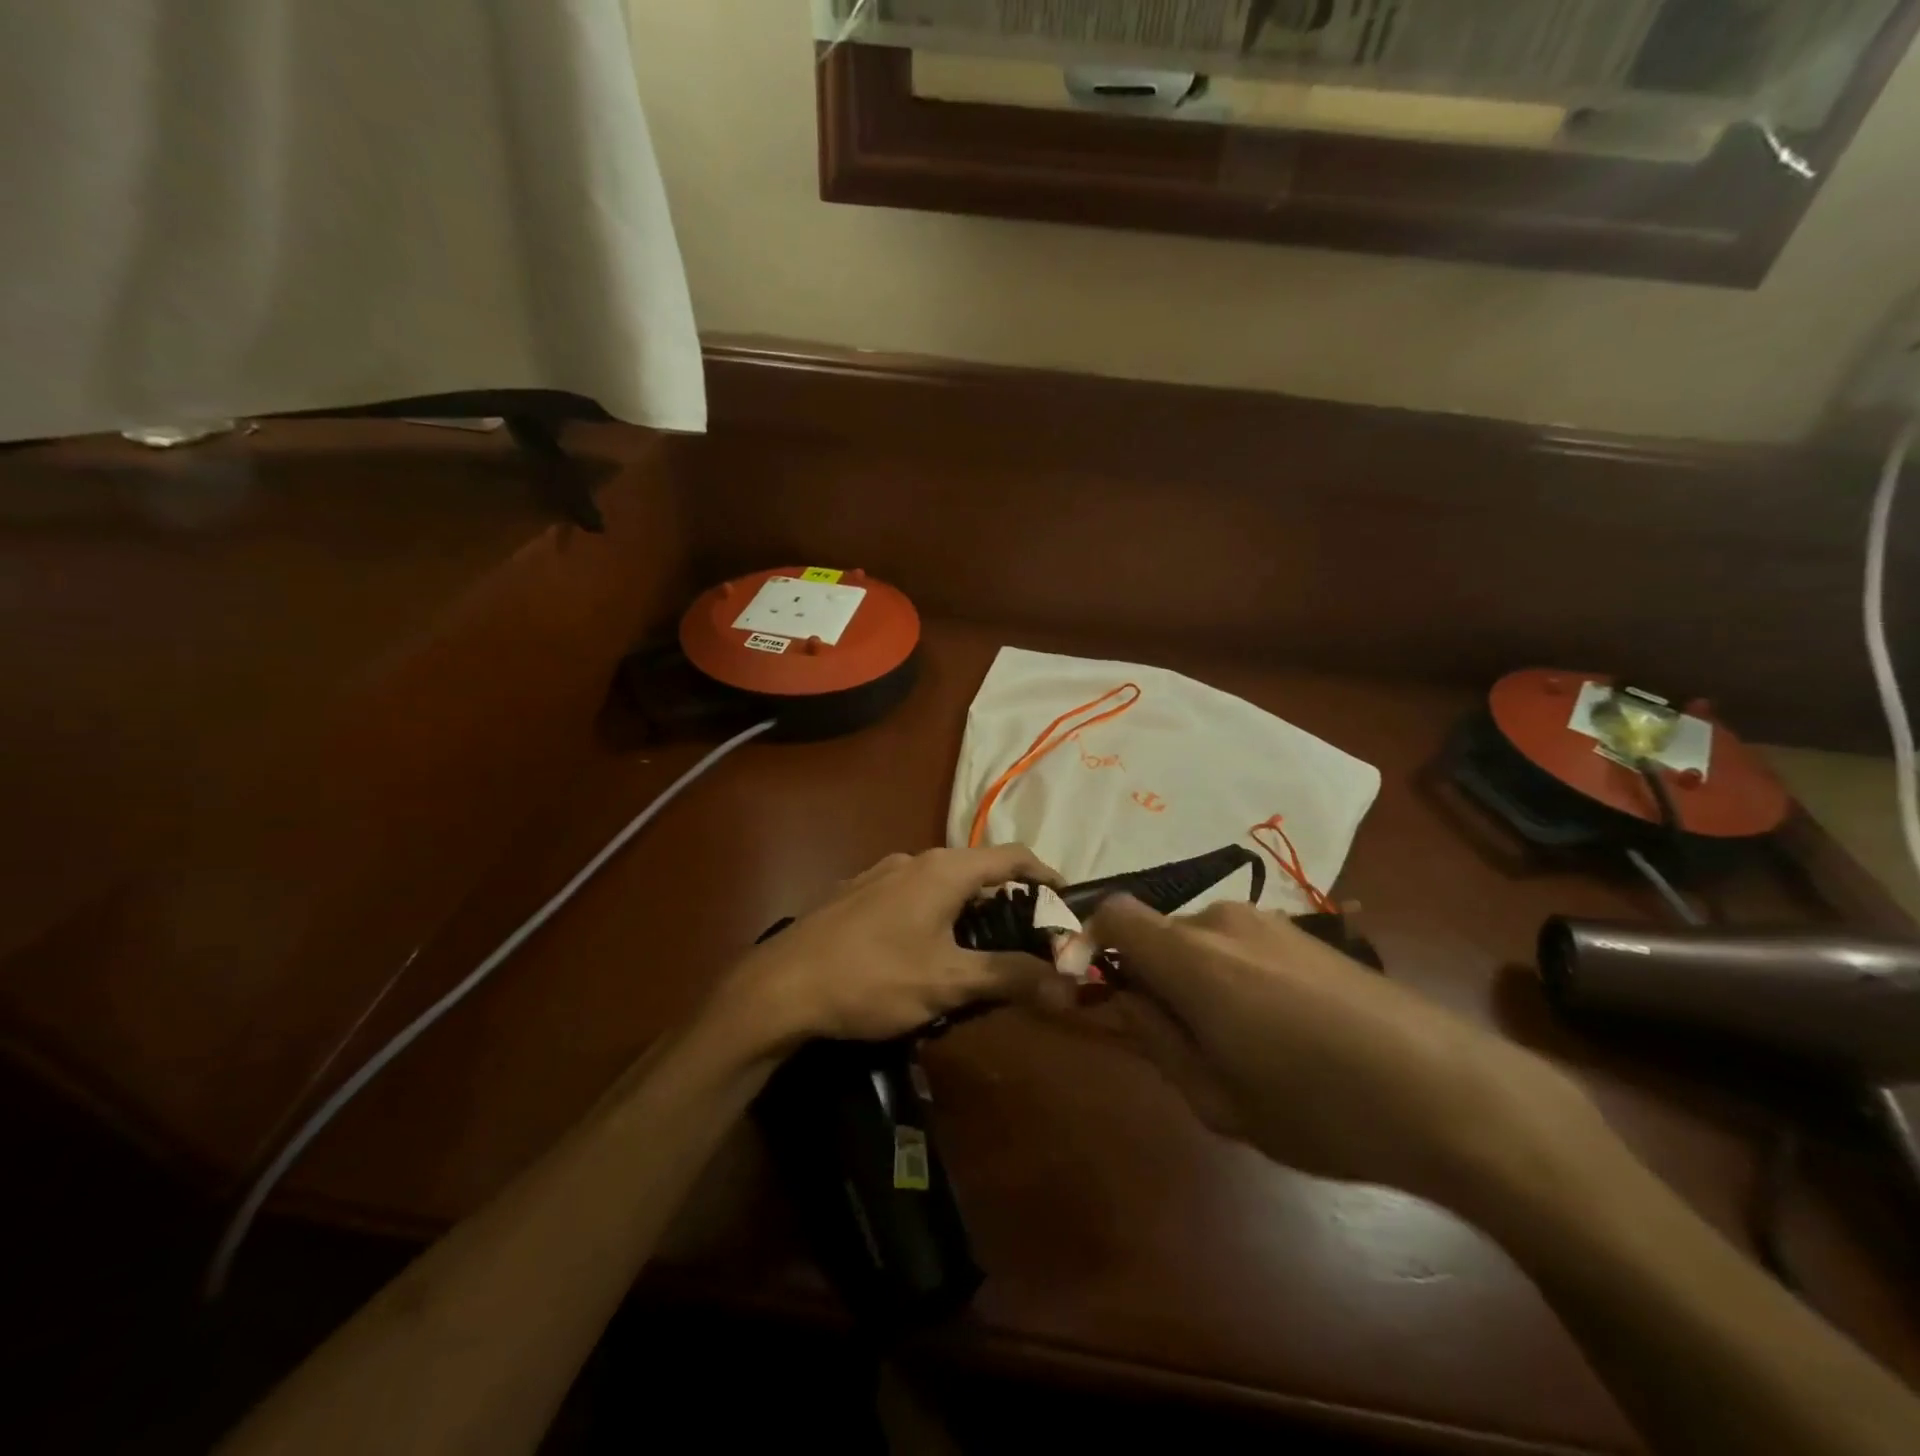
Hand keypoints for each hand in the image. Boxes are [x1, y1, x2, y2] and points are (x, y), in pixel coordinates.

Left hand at [720, 846, 1063, 1049]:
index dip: (1046, 875)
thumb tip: (1071, 984)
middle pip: (978, 869)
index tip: (1067, 904)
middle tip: (1029, 938)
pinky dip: (936, 914)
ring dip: (969, 909)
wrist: (780, 986)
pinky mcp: (857, 893)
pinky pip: (912, 895)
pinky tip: (925, 950)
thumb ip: (1011, 977)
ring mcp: (880, 873)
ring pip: (942, 883)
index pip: (1013, 855)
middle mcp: (914, 859)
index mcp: (944, 869)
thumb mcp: (948, 982)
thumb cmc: (873, 978)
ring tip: (980, 949)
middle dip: (1008, 900)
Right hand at [1085, 897, 1605, 1217]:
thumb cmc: (1321, 1109)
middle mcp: (1221, 922)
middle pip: (1157, 933)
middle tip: (1180, 1043)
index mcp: (1190, 957)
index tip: (1103, 994)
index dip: (1093, 945)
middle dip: (1152, 977)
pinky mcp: (1307, 933)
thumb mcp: (1218, 1100)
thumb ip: (1157, 1041)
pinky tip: (1282, 1030)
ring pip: (1200, 941)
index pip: (1113, 914)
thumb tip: (1124, 1001)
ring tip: (1239, 1044)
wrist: (1452, 1093)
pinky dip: (1234, 976)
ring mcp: (1270, 922)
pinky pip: (1241, 945)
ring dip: (1196, 979)